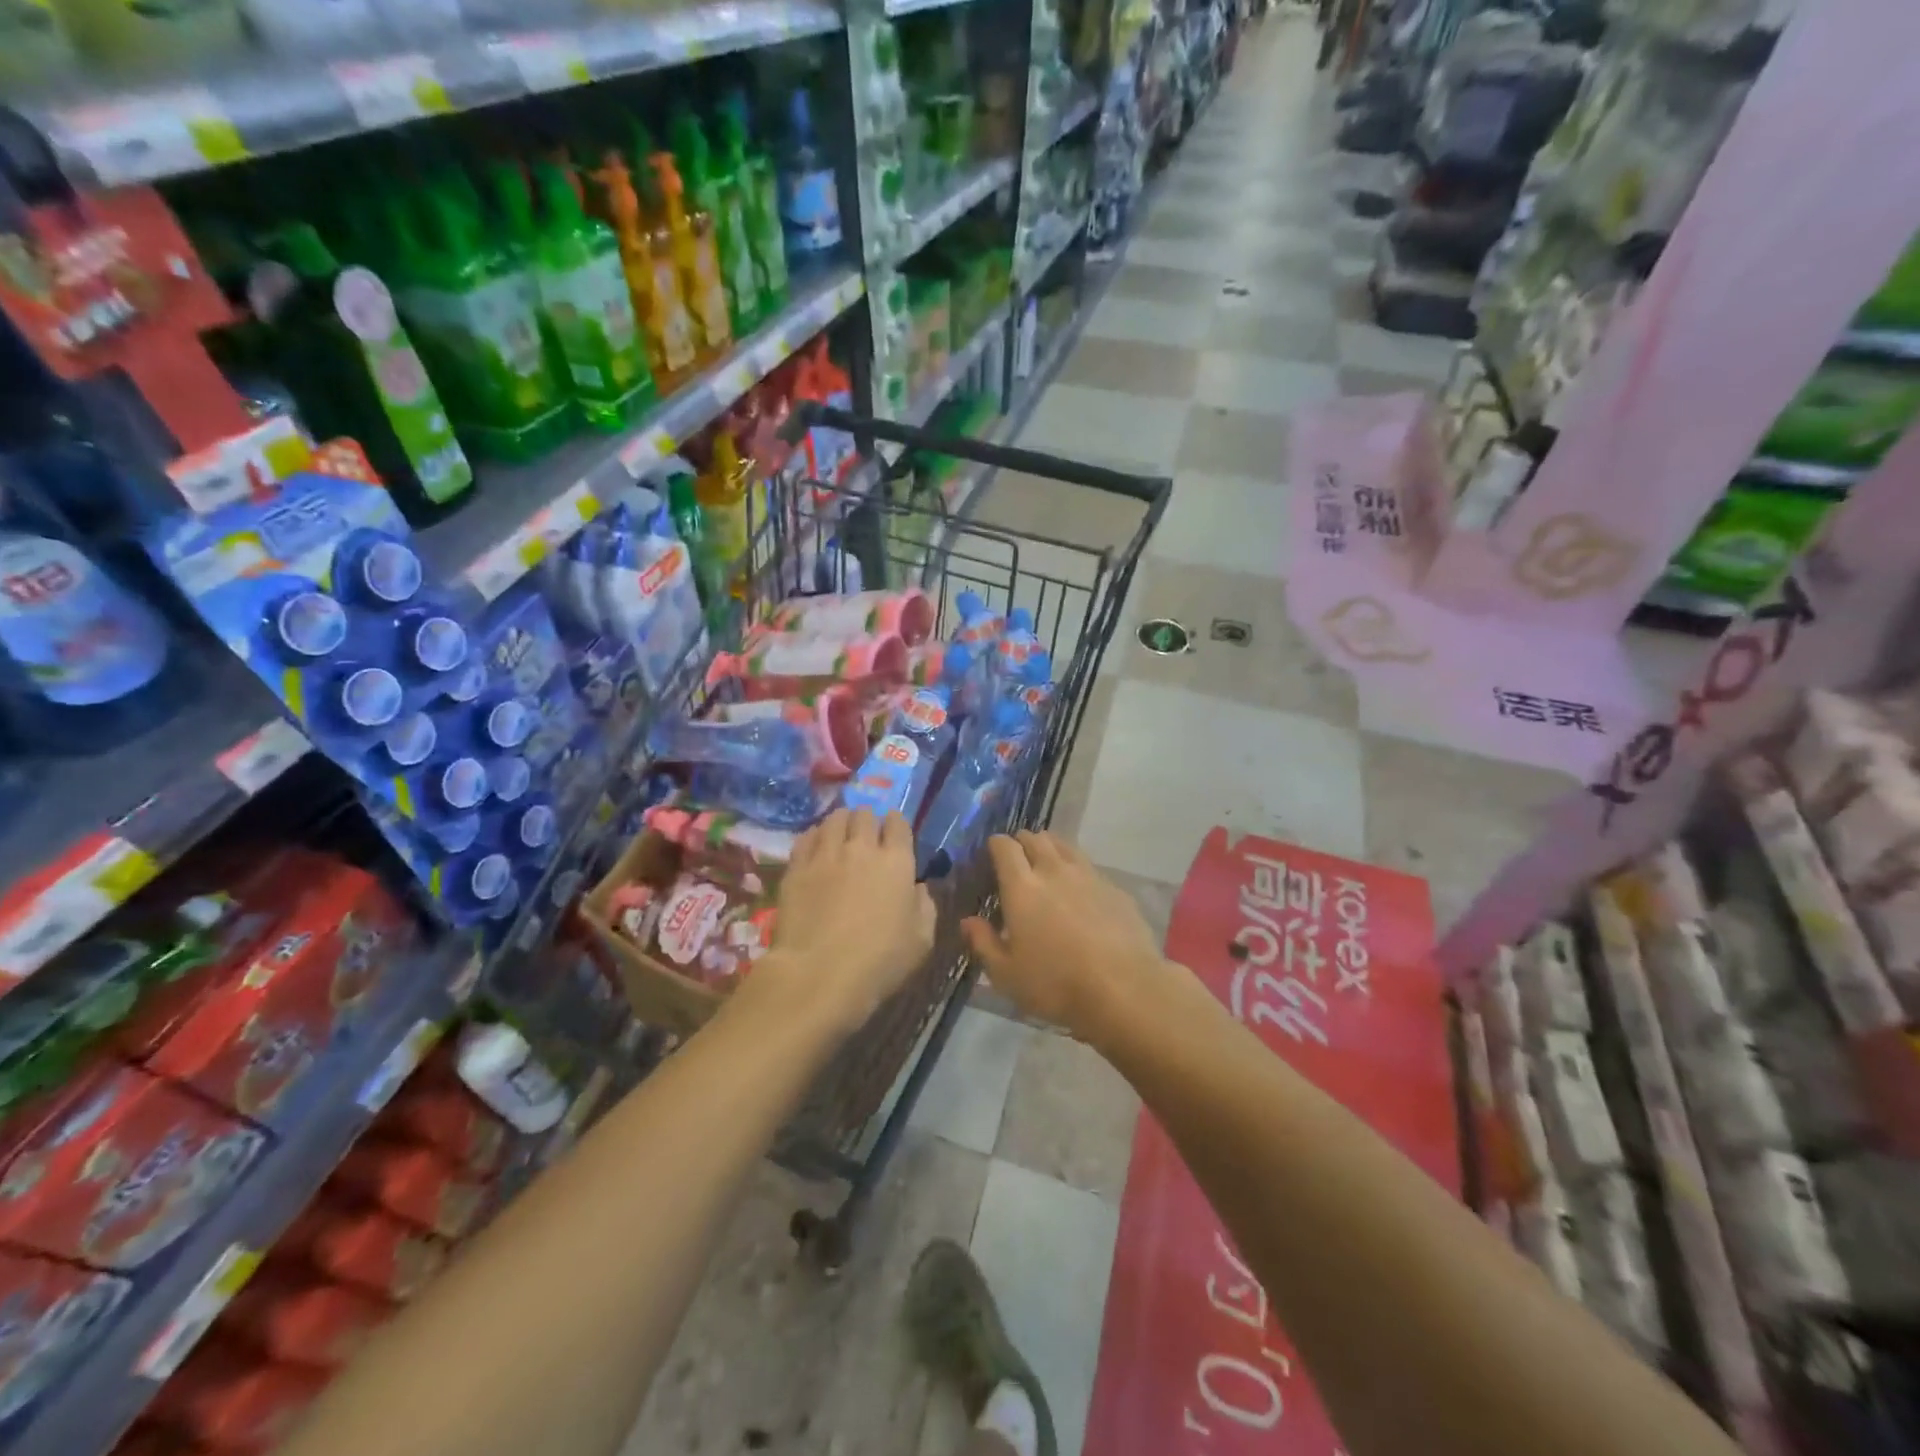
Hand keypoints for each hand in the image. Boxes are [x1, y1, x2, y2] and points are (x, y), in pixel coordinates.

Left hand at [766, 809, 935, 1031]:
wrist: (819, 974)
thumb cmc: (880, 961)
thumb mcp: (922, 940)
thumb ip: (925, 906)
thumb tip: (917, 888)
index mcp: (897, 861)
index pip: (898, 823)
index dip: (897, 824)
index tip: (894, 834)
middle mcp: (861, 848)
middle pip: (864, 814)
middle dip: (868, 821)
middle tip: (866, 837)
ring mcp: (825, 854)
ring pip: (834, 819)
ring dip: (841, 823)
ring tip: (840, 836)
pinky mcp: (796, 866)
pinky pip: (807, 836)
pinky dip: (815, 836)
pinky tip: (816, 848)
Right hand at [962, 832, 1164, 1034]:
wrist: (1124, 989)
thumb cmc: (1056, 984)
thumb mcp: (1006, 975)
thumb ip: (983, 943)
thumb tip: (968, 921)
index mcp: (1022, 887)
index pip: (1005, 847)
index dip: (996, 844)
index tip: (992, 853)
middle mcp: (1054, 871)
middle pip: (1036, 838)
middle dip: (1022, 841)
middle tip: (1017, 858)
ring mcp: (1088, 876)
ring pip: (1065, 846)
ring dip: (1051, 848)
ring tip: (1047, 863)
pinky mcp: (1115, 888)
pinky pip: (1090, 867)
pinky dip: (1078, 870)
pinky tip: (1080, 890)